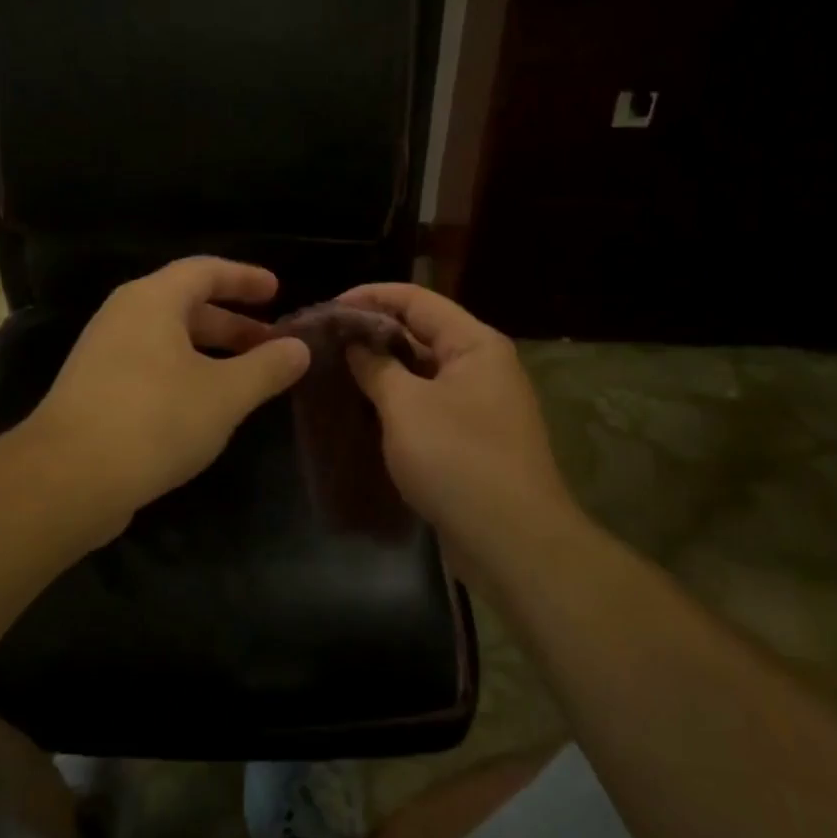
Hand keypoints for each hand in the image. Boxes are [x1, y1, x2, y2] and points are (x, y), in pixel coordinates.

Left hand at [24, 257, 309, 540]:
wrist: (68, 478)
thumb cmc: (155, 419)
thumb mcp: (225, 394)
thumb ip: (267, 368)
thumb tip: (301, 348)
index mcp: (152, 300)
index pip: (205, 270)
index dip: (244, 278)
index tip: (277, 290)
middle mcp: (124, 317)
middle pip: (186, 305)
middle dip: (233, 324)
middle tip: (271, 345)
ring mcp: (104, 354)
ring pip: (169, 340)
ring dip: (211, 353)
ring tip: (247, 378)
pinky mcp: (95, 391)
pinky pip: (152, 367)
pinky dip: (186, 374)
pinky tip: (205, 407)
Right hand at [340, 283, 577, 579]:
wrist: (512, 541)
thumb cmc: (458, 459)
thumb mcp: (406, 406)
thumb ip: (377, 366)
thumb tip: (354, 342)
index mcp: (474, 344)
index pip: (416, 299)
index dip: (370, 297)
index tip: (326, 307)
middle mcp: (482, 365)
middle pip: (421, 332)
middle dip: (373, 332)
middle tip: (324, 340)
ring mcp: (480, 404)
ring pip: (423, 371)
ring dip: (383, 368)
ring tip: (336, 369)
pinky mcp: (472, 438)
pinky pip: (429, 403)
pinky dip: (398, 400)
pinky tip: (364, 408)